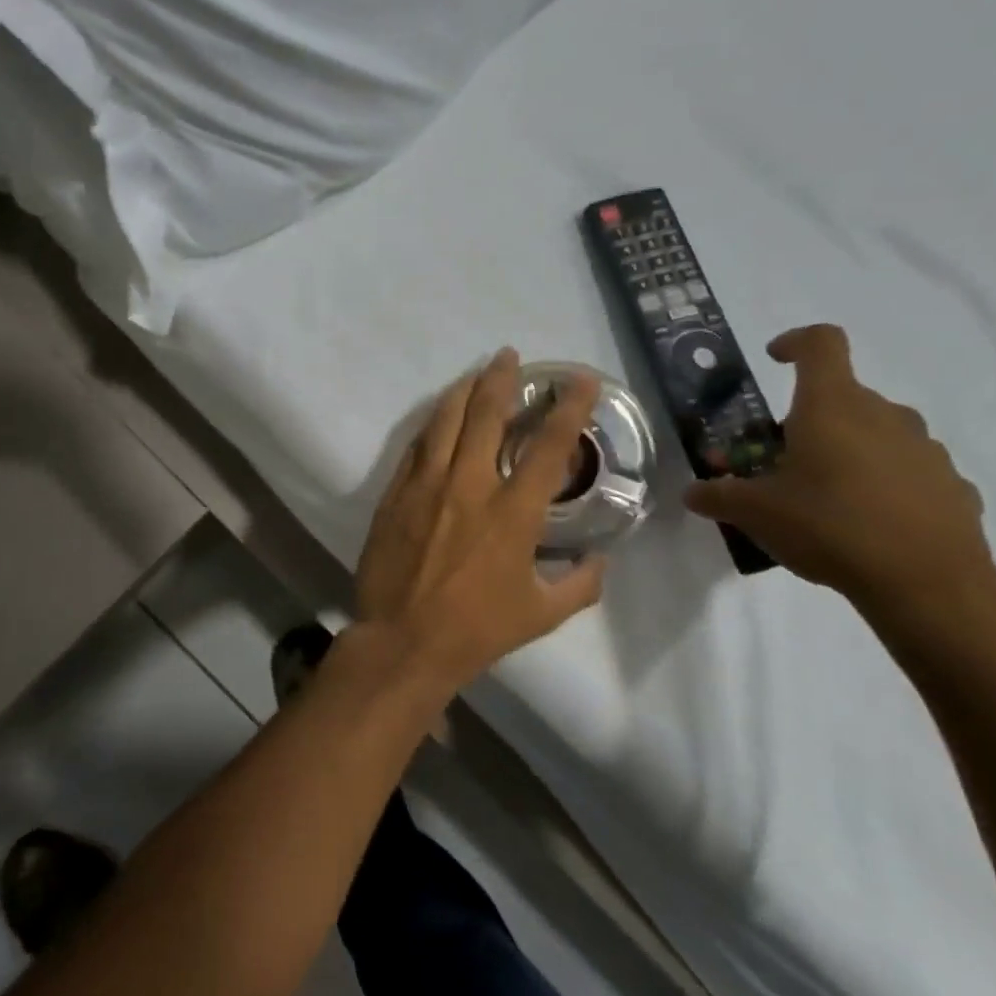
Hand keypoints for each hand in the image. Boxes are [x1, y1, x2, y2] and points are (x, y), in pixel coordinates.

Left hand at [355, 349, 607, 688]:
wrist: (403, 640)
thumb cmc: (477, 630)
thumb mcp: (542, 614)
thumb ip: (581, 584)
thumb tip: (600, 561)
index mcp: (512, 512)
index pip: (547, 446)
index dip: (568, 408)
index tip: (579, 379)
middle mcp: (469, 486)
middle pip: (486, 415)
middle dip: (501, 379)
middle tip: (509, 356)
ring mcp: (426, 486)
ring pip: (444, 422)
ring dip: (462, 392)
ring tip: (475, 373)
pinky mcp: (395, 494)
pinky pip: (416, 447)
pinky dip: (432, 425)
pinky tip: (439, 416)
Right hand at [684, 325, 994, 606]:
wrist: (928, 584)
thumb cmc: (829, 527)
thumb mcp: (754, 513)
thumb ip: (718, 496)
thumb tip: (693, 492)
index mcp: (832, 407)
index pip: (821, 343)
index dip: (795, 342)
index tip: (774, 359)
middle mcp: (884, 415)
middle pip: (842, 397)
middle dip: (808, 420)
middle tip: (780, 460)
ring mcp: (926, 449)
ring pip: (877, 433)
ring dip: (847, 451)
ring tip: (823, 498)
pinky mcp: (953, 485)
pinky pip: (907, 472)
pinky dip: (883, 484)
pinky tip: (867, 523)